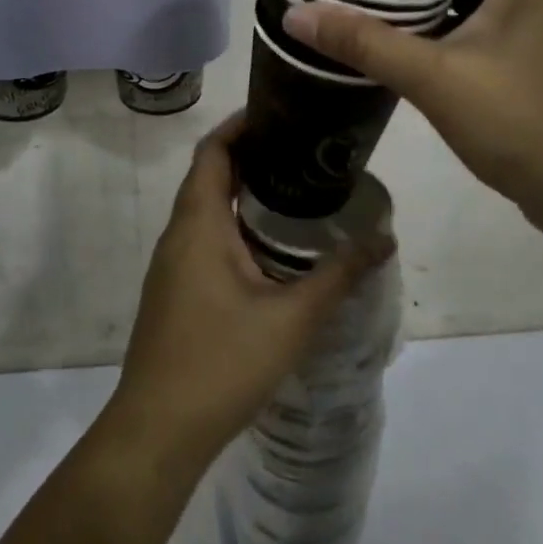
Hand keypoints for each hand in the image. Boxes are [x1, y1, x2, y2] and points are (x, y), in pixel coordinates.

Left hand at [101, 115, 392, 477]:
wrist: (157, 432)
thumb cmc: (221, 363)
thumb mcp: (292, 318)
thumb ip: (340, 275)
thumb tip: (385, 237)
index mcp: (198, 224)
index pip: (212, 151)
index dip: (240, 125)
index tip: (279, 111)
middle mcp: (178, 235)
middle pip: (209, 175)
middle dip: (250, 155)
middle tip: (301, 148)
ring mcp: (171, 266)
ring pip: (204, 210)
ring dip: (241, 192)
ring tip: (294, 189)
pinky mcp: (174, 292)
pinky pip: (203, 238)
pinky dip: (233, 224)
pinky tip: (269, 247)